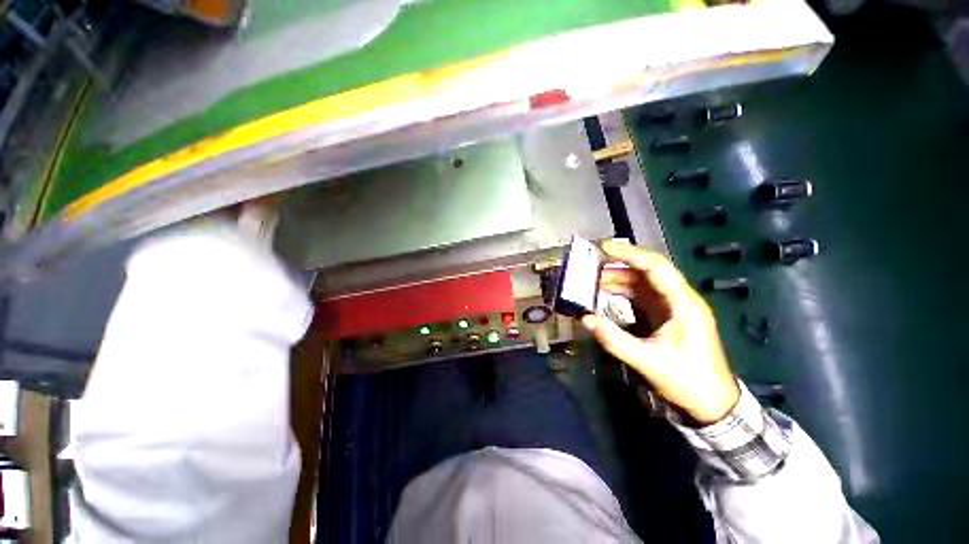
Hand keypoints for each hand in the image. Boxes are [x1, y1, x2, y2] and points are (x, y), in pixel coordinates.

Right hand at [581, 241, 739, 424]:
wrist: (712, 404)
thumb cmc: (688, 381)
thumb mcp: (648, 361)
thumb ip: (615, 340)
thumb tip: (585, 319)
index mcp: (683, 303)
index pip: (655, 267)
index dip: (629, 254)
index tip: (603, 248)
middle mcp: (678, 299)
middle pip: (648, 271)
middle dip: (620, 264)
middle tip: (592, 263)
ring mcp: (672, 307)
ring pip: (642, 283)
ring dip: (619, 278)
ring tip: (592, 279)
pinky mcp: (665, 316)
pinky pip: (641, 296)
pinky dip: (622, 292)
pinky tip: (605, 293)